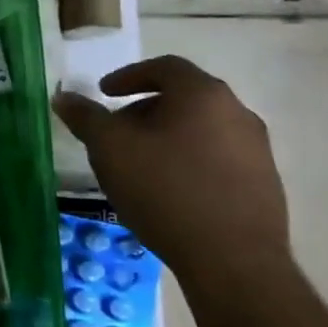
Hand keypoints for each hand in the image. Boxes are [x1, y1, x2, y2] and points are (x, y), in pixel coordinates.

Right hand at [54, 55, 291, 286]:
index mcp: (203, 95)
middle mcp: (237, 112)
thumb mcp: (110, 150)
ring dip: (167, 138)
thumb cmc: (165, 190)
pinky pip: (217, 158)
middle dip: (144, 110)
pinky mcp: (263, 183)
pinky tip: (169, 192)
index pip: (165, 67)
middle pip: (184, 98)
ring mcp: (256, 149)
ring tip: (139, 165)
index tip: (105, 93)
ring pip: (201, 130)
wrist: (233, 260)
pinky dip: (188, 162)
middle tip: (116, 133)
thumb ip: (86, 118)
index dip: (129, 75)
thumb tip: (64, 97)